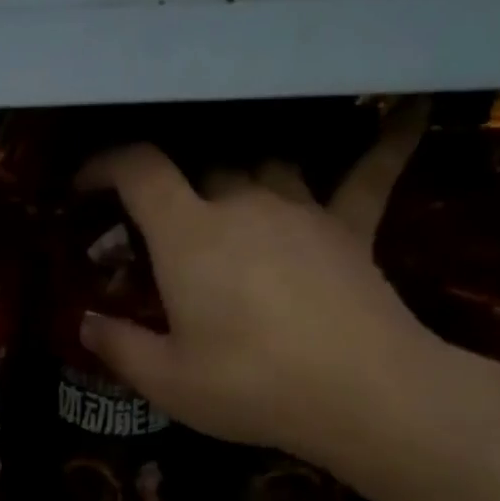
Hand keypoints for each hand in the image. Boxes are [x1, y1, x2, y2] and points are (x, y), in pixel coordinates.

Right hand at [75, 101, 443, 471]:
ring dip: (242, 174)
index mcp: (189, 235)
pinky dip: (387, 140)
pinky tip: (414, 106)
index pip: (139, 170)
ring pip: (267, 165)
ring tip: (230, 195)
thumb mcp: (166, 381)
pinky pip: (371, 172)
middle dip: (174, 187)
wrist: (363, 394)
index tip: (84, 185)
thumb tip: (85, 323)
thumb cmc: (251, 386)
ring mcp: (303, 209)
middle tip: (159, 225)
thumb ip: (118, 346)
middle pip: (203, 169)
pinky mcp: (352, 228)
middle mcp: (244, 203)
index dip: (104, 165)